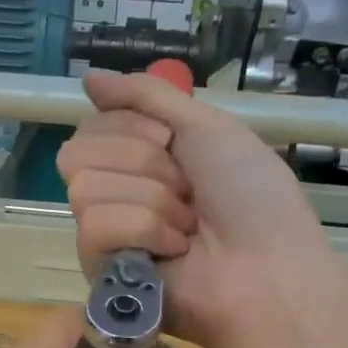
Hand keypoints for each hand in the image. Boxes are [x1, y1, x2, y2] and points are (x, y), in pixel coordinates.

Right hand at [57, 70, 330, 347]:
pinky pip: (94, 227)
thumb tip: (87, 77)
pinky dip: (143, 231)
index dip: (133, 127)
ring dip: (151, 201)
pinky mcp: (100, 270)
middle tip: (186, 191)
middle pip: (80, 150)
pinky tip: (173, 252)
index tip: (172, 144)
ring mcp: (106, 233)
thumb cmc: (250, 197)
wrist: (267, 267)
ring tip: (186, 228)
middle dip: (144, 164)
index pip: (93, 123)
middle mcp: (118, 190)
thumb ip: (147, 96)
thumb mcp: (207, 127)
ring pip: (85, 188)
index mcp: (142, 156)